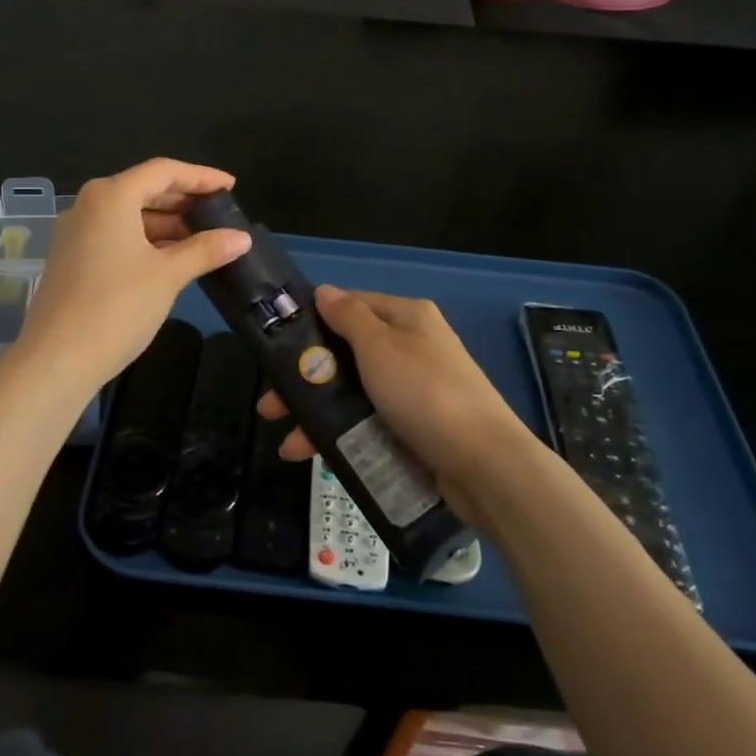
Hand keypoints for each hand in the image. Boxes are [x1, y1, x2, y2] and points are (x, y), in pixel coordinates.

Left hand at [16, 159, 250, 393]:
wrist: (57, 360)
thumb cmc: (117, 307)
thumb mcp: (168, 276)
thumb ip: (205, 250)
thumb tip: (243, 238)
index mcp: (111, 196)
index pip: (164, 171)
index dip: (201, 176)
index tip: (230, 186)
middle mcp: (89, 205)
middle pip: (144, 189)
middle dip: (183, 200)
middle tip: (219, 212)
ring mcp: (76, 232)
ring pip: (129, 214)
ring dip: (166, 223)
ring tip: (203, 238)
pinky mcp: (72, 258)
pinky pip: (116, 235)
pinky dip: (145, 240)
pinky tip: (171, 258)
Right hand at [260, 286, 541, 526]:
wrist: (484, 464)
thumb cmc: (425, 393)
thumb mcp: (380, 347)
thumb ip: (348, 317)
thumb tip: (324, 291)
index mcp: (407, 318)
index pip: (352, 306)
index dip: (315, 322)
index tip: (277, 345)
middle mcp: (411, 347)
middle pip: (347, 354)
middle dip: (307, 378)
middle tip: (271, 404)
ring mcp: (414, 390)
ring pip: (353, 393)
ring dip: (317, 413)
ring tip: (287, 441)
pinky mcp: (415, 427)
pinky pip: (368, 423)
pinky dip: (340, 434)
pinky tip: (311, 453)